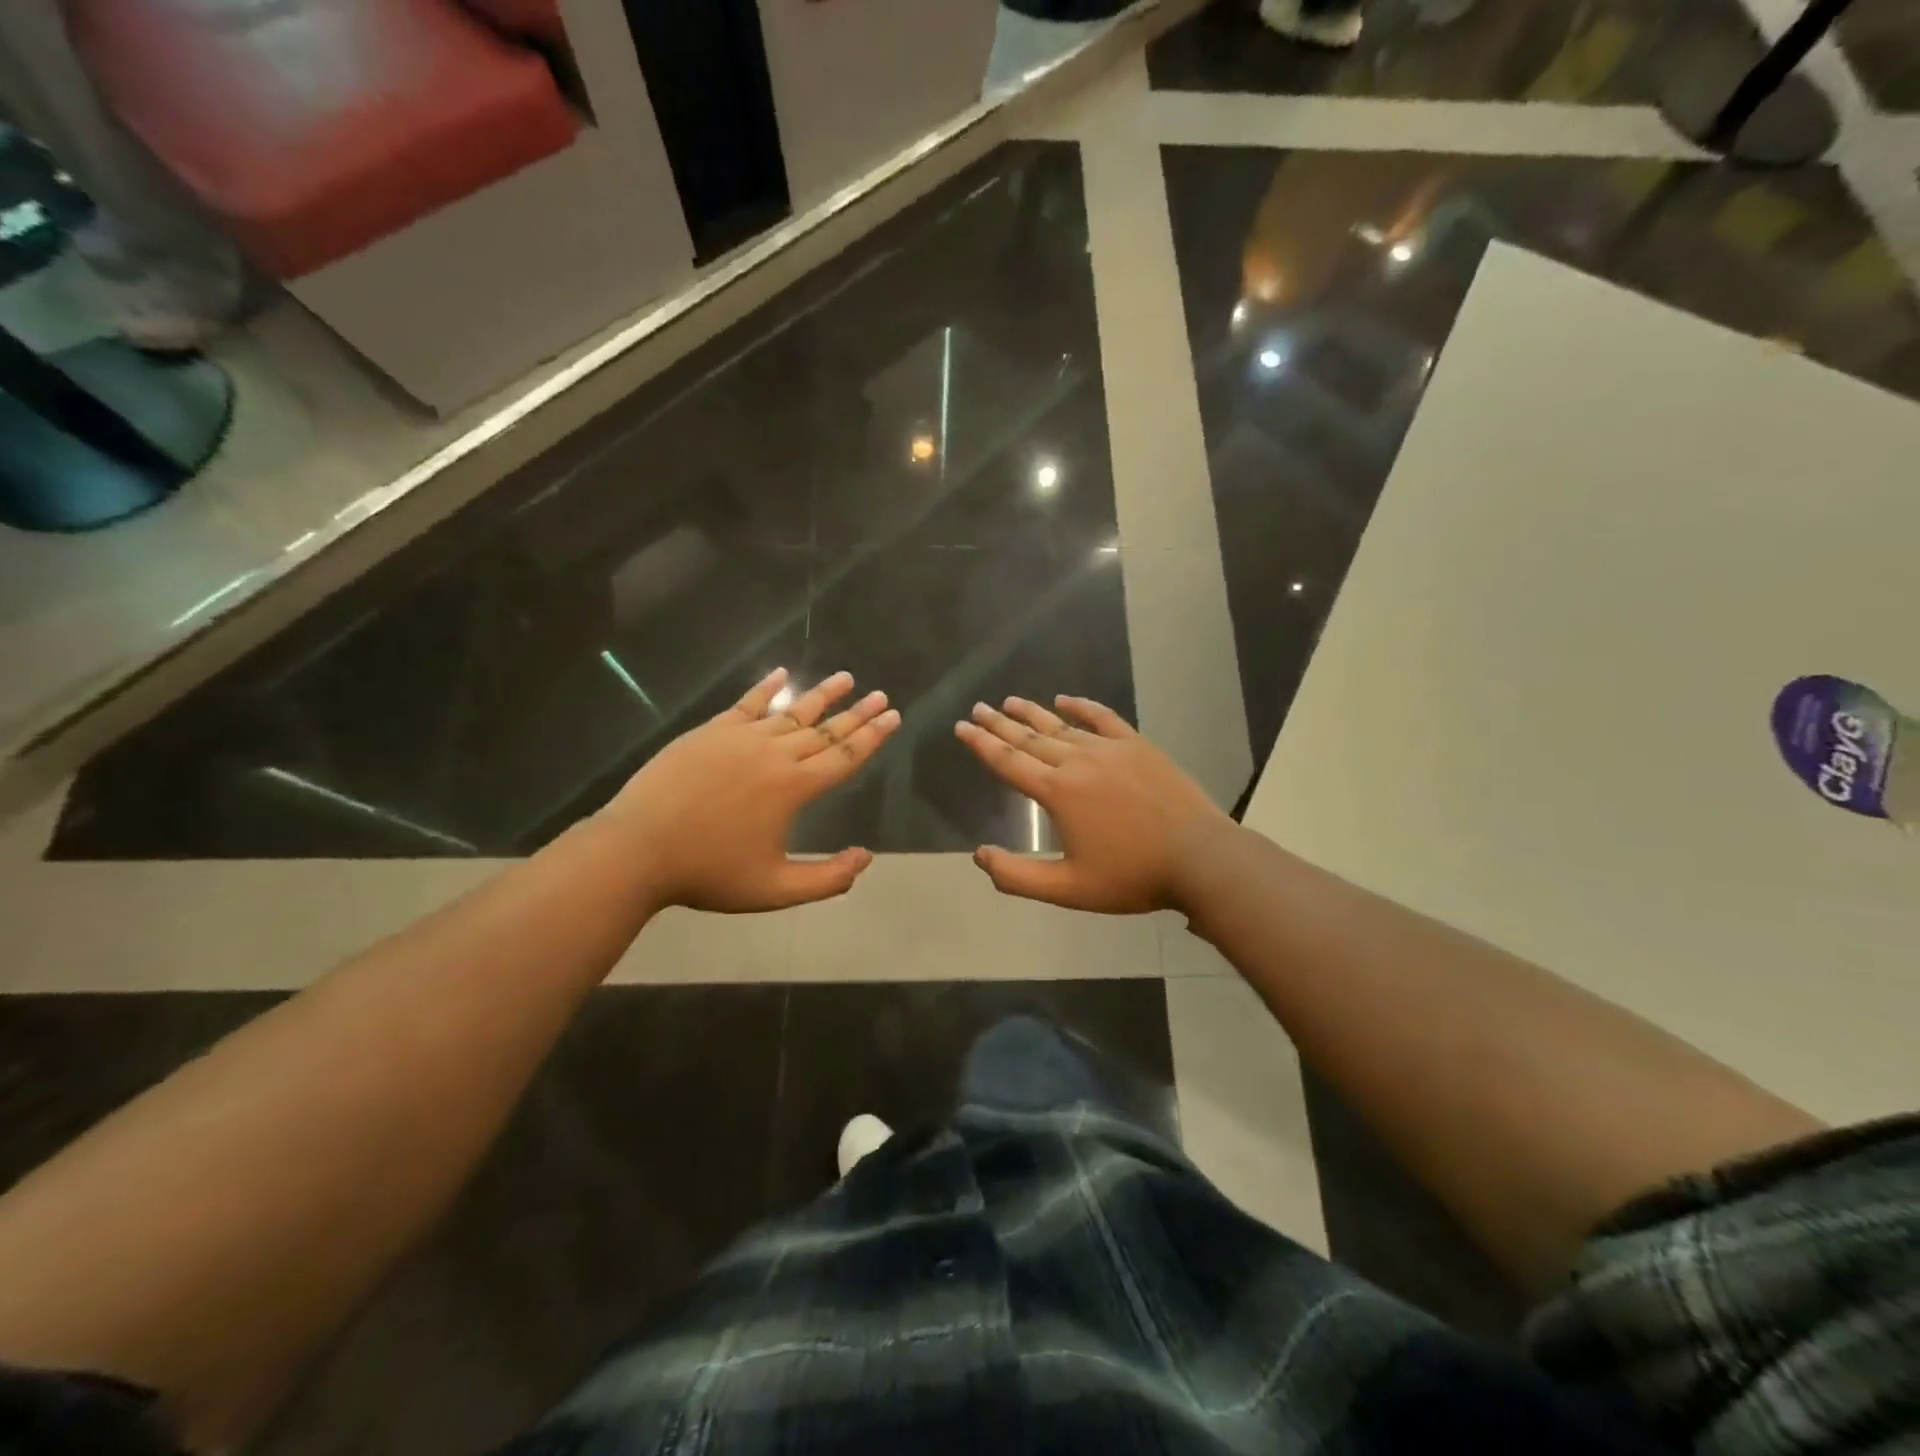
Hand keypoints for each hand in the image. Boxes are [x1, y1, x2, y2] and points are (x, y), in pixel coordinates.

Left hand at [600, 667, 899, 912]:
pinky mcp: (711, 732)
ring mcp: (741, 738)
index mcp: (794, 787)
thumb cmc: (708, 873)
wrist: (638, 850)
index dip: (873, 736)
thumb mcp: (775, 891)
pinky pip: (747, 703)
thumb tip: (866, 857)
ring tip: (846, 678)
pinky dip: (767, 688)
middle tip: (881, 695)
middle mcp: (775, 753)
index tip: (893, 716)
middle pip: (825, 729)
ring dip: (822, 695)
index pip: (845, 755)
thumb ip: (827, 879)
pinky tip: (781, 674)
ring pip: (791, 711)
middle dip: (857, 713)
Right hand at [954, 696, 1235, 913]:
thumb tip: (980, 856)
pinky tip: (1066, 699)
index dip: (981, 744)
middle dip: (1000, 723)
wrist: (1199, 858)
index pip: (1008, 761)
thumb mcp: (1068, 889)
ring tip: (1010, 700)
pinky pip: (1103, 718)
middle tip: (978, 709)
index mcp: (1057, 792)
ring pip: (1061, 726)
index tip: (962, 727)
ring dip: (1033, 712)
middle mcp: (1078, 761)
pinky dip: (1082, 707)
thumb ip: (1018, 876)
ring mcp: (1110, 749)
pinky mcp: (1137, 746)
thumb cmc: (1132, 876)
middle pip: (1029, 738)